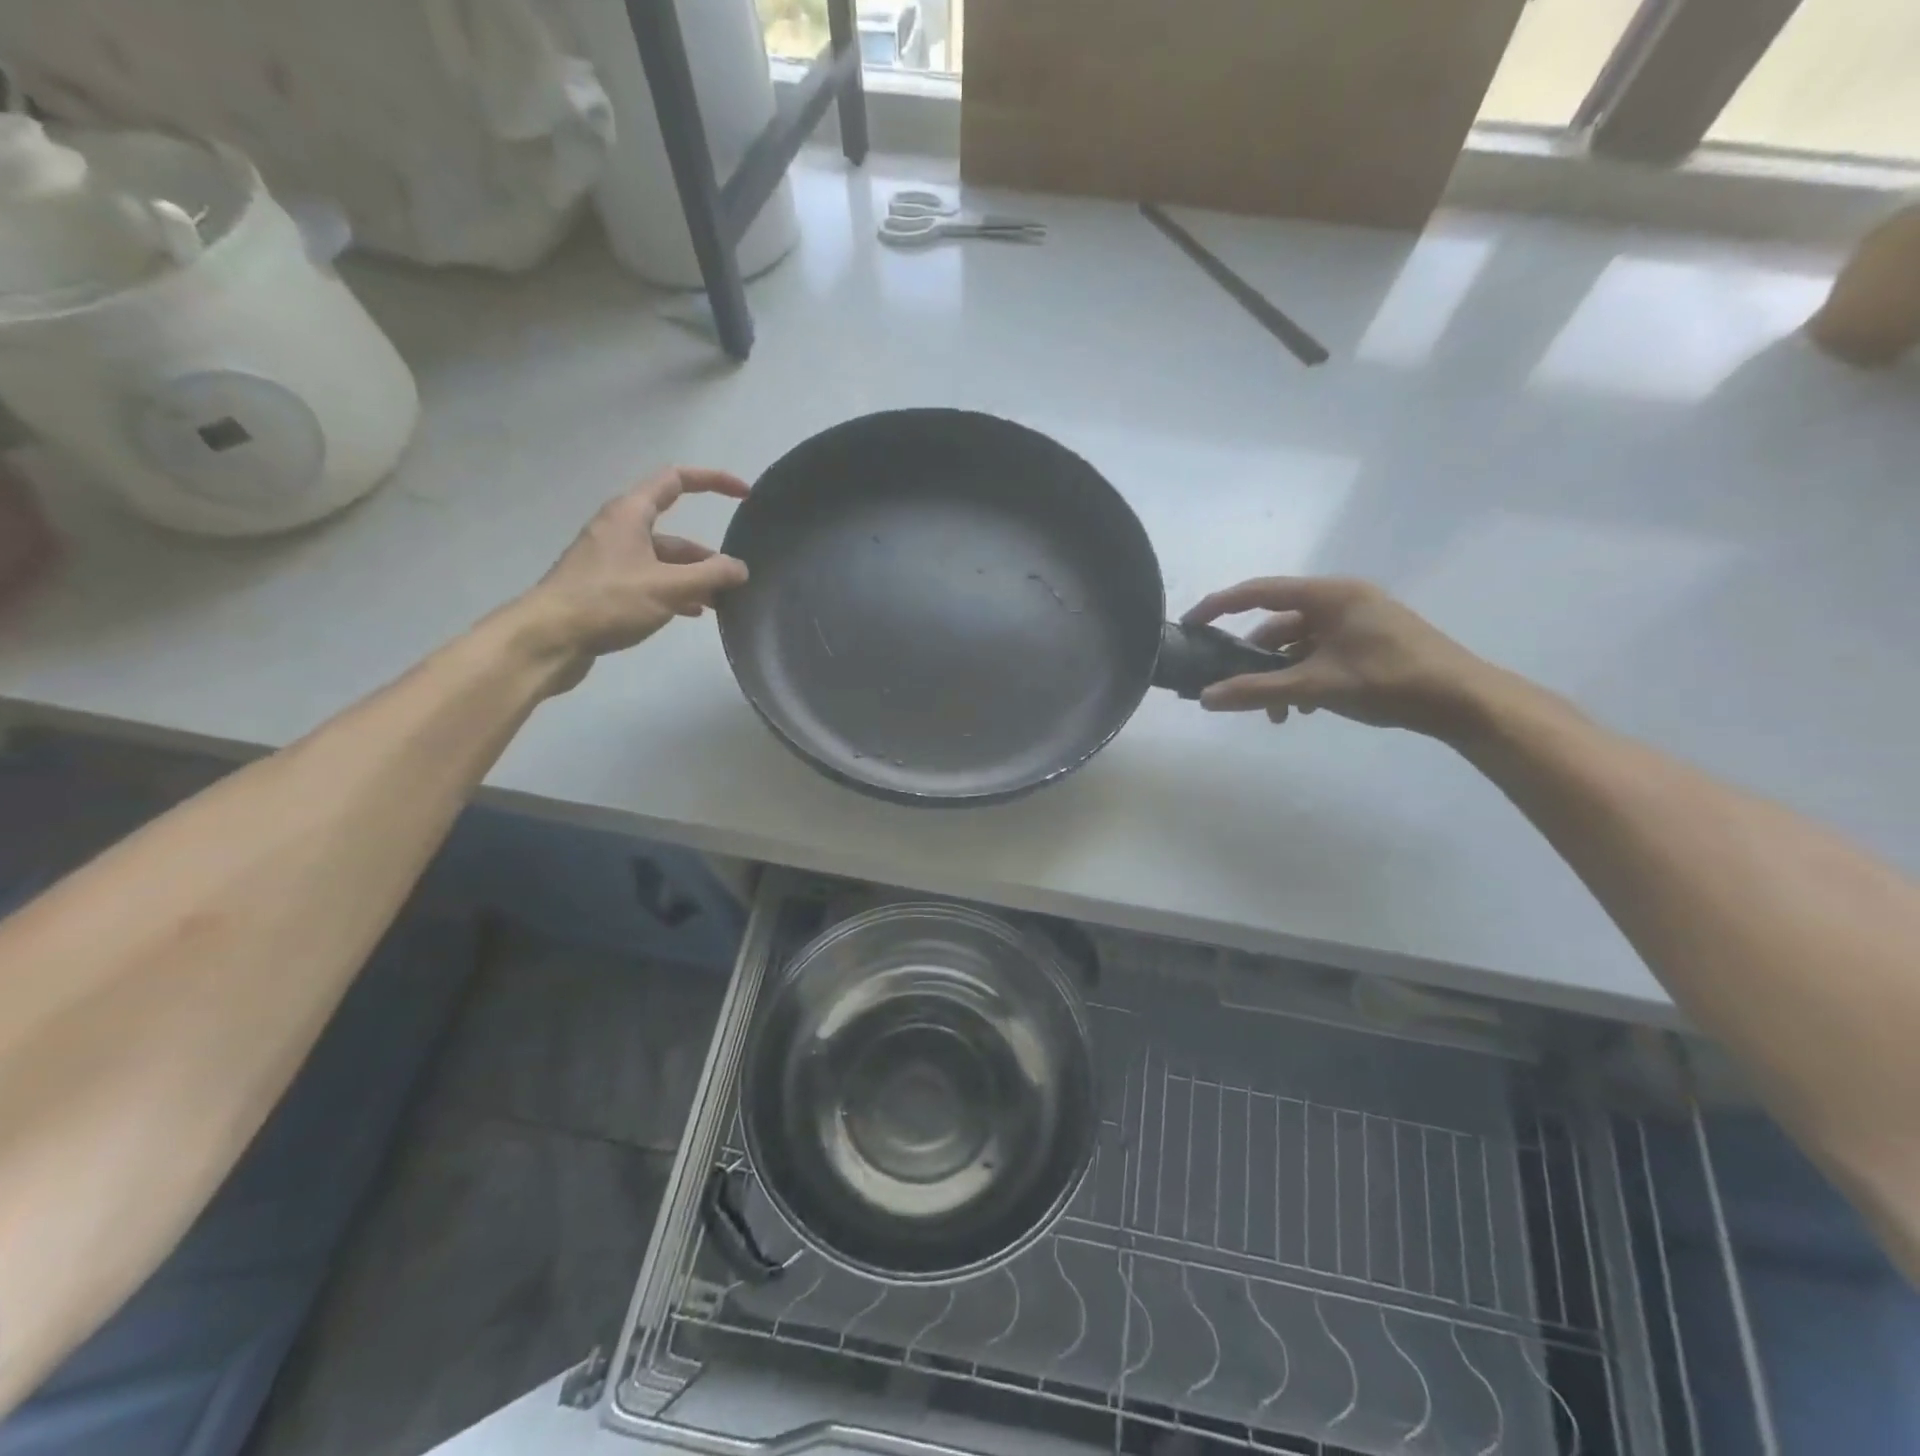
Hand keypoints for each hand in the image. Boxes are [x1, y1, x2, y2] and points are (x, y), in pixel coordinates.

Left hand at [514, 468, 749, 688]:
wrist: (549, 638)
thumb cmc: (608, 601)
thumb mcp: (668, 587)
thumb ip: (710, 575)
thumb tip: (740, 568)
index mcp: (631, 514)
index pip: (677, 480)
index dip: (713, 481)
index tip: (745, 495)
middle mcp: (620, 530)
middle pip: (674, 532)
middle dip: (707, 554)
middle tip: (735, 578)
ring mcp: (611, 560)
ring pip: (663, 561)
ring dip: (693, 578)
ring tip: (720, 602)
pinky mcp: (606, 587)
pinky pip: (650, 581)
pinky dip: (674, 592)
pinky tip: (692, 612)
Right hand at [1181, 577, 1499, 739]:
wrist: (1464, 701)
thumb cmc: (1389, 681)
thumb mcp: (1316, 686)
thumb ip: (1257, 691)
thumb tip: (1205, 699)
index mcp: (1329, 595)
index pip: (1258, 592)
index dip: (1219, 606)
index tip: (1189, 625)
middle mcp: (1340, 599)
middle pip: (1277, 623)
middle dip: (1255, 661)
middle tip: (1236, 691)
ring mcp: (1356, 620)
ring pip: (1298, 644)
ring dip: (1280, 676)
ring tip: (1279, 713)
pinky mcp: (1367, 640)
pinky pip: (1319, 652)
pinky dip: (1304, 676)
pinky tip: (1306, 708)